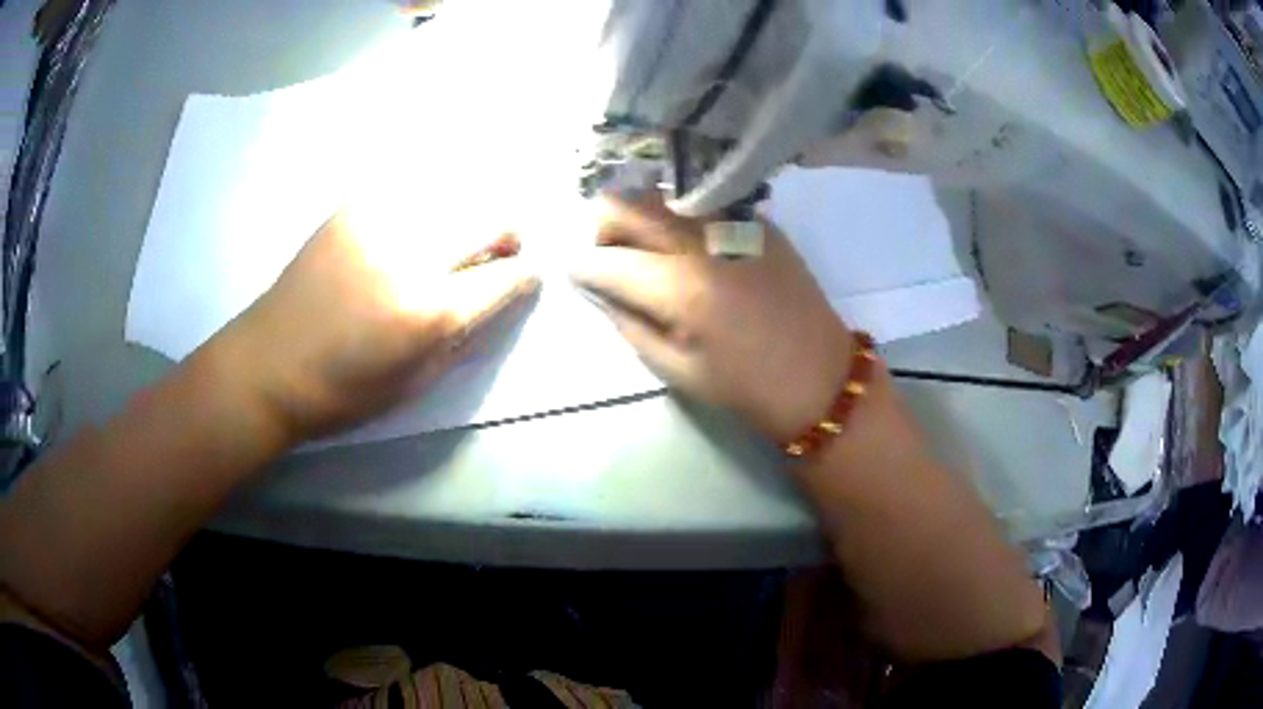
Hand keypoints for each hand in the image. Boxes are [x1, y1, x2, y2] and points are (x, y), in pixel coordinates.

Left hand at [221, 210, 538, 443]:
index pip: (506, 276)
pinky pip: (414, 188)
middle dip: (508, 233)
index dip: (525, 275)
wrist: (268, 364)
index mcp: (428, 311)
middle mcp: (411, 253)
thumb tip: (500, 289)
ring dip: (472, 211)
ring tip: (458, 234)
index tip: (526, 275)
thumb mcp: (417, 381)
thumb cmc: (344, 391)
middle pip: (492, 215)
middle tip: (499, 251)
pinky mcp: (353, 207)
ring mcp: (380, 221)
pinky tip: (419, 222)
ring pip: (458, 190)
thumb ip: (466, 331)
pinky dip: (432, 201)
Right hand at [571, 197, 851, 441]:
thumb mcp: (674, 368)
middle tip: (607, 255)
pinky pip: (700, 202)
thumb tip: (596, 288)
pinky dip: (678, 216)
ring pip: (661, 195)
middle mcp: (702, 241)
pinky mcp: (756, 220)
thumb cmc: (744, 385)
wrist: (819, 375)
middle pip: (628, 205)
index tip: (573, 271)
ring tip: (644, 248)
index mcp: (680, 288)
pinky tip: (686, 244)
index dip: (581, 266)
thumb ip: (627, 321)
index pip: (607, 260)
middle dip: (602, 227)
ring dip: (638, 215)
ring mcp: (732, 223)